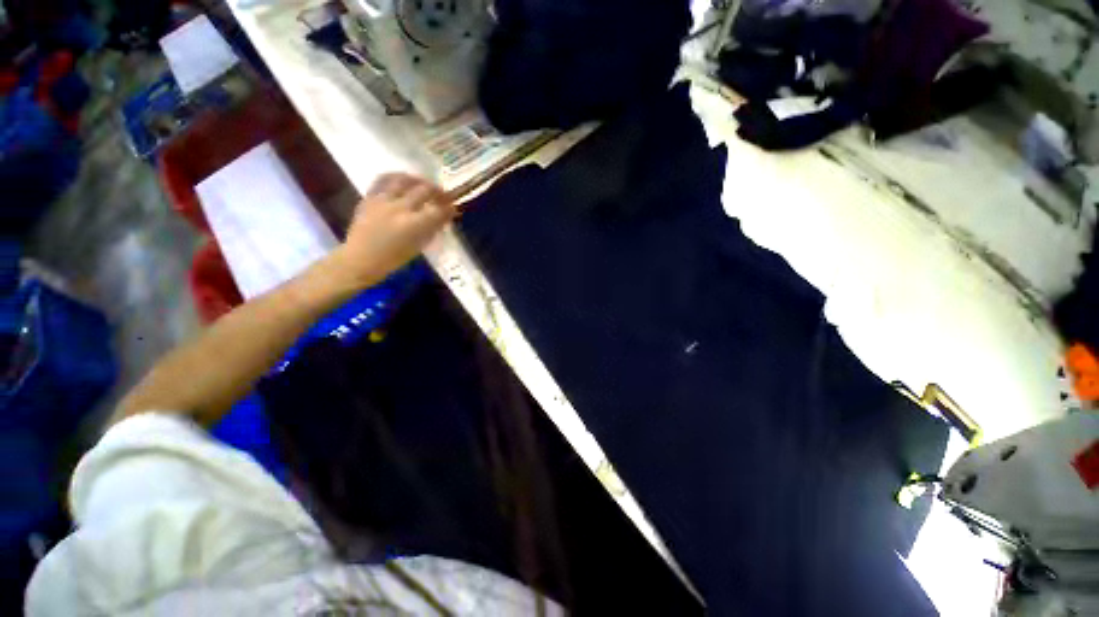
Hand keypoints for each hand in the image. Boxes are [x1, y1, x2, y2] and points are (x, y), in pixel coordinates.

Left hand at [329, 173, 456, 287]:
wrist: (361, 259)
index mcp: (415, 225)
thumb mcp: (419, 246)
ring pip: (404, 180)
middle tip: (443, 195)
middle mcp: (400, 208)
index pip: (439, 210)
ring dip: (418, 180)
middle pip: (425, 190)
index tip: (454, 208)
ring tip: (423, 184)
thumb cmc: (394, 259)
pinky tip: (401, 180)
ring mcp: (383, 200)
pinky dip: (396, 177)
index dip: (449, 208)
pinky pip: (383, 180)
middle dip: (438, 191)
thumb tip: (443, 216)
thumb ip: (432, 229)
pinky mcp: (370, 197)